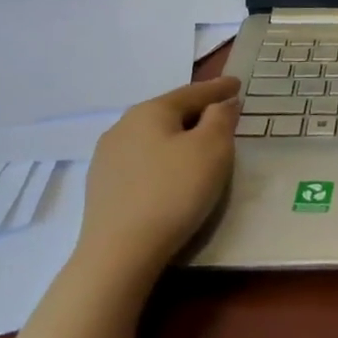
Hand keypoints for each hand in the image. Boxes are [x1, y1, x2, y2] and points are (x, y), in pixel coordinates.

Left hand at [78, 76, 240, 277]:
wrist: (119, 253)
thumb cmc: (173, 192)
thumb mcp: (212, 149)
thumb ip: (221, 119)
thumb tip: (221, 104)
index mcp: (150, 111)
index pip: (193, 92)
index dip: (218, 88)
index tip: (237, 84)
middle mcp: (123, 126)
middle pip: (169, 112)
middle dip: (196, 112)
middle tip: (221, 115)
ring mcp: (107, 157)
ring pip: (152, 137)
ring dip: (177, 136)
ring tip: (197, 145)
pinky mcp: (100, 187)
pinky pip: (141, 161)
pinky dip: (161, 158)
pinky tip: (169, 173)